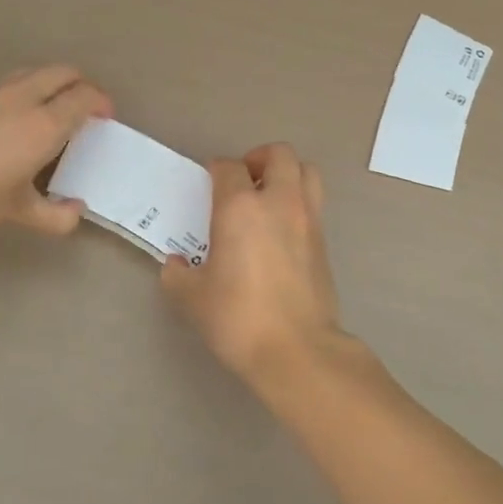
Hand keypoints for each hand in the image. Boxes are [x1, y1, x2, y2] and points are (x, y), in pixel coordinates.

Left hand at [0, 66, 112, 242]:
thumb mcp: (17, 212)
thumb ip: (54, 215)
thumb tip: (76, 212)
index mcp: (43, 124)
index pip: (84, 96)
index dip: (101, 102)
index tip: (105, 117)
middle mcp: (21, 99)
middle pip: (61, 72)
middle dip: (80, 84)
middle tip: (84, 108)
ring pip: (32, 73)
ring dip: (50, 84)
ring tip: (50, 110)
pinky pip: (5, 85)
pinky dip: (22, 93)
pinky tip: (10, 122)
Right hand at [162, 143, 347, 389]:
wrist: (296, 349)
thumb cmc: (238, 318)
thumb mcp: (192, 298)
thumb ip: (178, 275)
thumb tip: (178, 265)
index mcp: (240, 207)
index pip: (228, 167)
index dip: (216, 170)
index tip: (209, 183)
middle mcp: (278, 202)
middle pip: (279, 154)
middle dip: (259, 158)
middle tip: (244, 180)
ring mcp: (307, 219)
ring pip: (306, 172)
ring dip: (287, 174)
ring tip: (269, 197)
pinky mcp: (324, 241)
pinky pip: (314, 203)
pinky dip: (299, 203)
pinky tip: (281, 230)